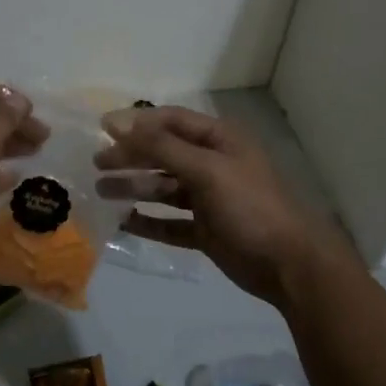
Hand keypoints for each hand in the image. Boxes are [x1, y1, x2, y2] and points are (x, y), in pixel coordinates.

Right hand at [94, 105, 355, 305]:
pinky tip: (123, 221)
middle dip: (131, 157)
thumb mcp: (206, 170)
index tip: (101, 129)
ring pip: (164, 188)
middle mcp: (213, 164)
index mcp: (219, 140)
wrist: (288, 264)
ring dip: (134, 187)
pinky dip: (148, 221)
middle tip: (97, 165)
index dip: (137, 123)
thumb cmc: (250, 206)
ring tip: (101, 192)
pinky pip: (170, 222)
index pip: (171, 121)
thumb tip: (118, 123)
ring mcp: (209, 199)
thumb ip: (162, 146)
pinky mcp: (205, 231)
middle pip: (164, 154)